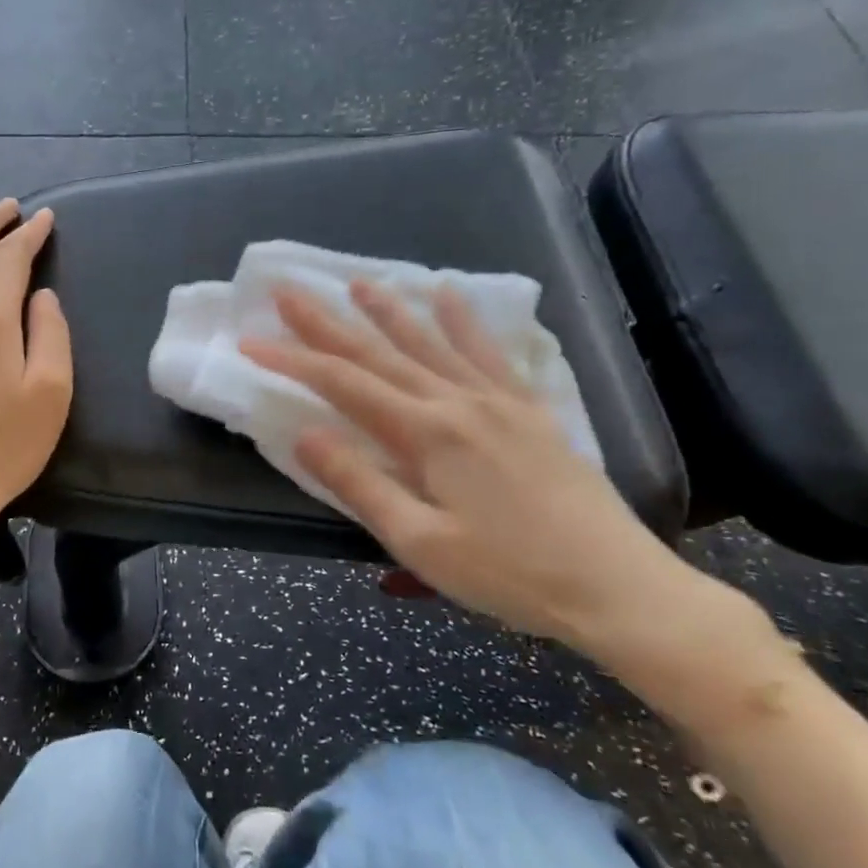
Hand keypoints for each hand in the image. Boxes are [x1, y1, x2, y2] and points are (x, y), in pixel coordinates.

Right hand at [242, 280, 688, 652]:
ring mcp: (498, 400)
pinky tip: (450, 295)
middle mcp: (457, 401)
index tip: (250, 341)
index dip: (292, 360)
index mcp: (426, 433)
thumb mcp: (420, 542)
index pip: (343, 384)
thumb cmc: (509, 574)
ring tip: (359, 282)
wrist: (616, 585)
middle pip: (379, 353)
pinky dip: (465, 321)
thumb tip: (305, 433)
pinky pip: (490, 353)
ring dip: (390, 310)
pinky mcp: (529, 410)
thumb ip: (359, 483)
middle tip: (288, 291)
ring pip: (431, 342)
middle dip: (328, 322)